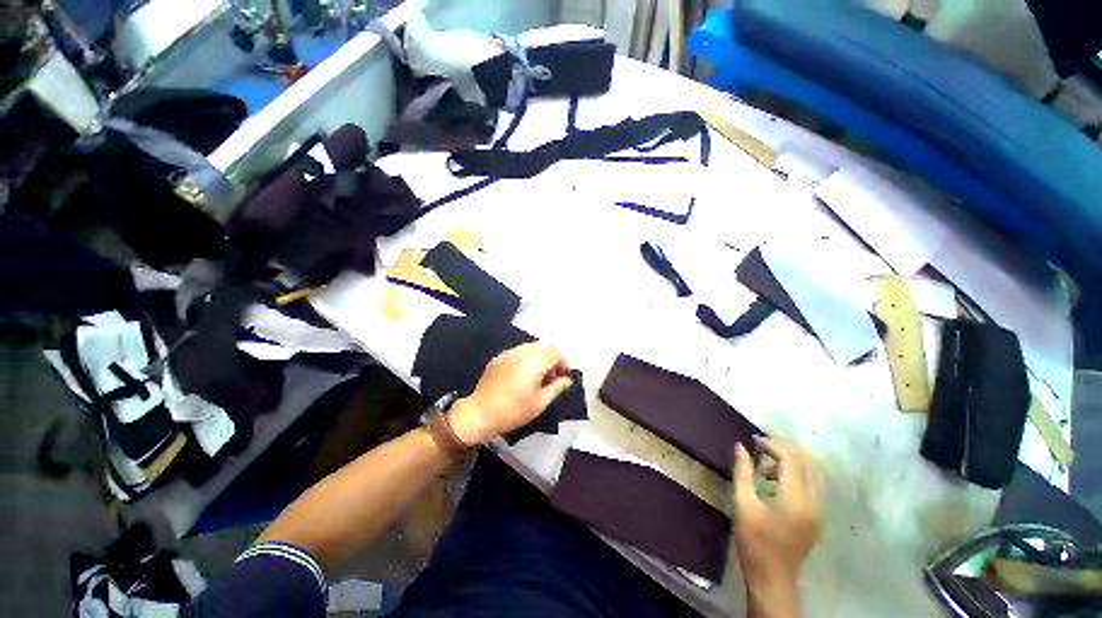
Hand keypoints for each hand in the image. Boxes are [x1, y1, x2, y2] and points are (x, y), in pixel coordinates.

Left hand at [447, 342, 572, 444]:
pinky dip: (526, 358)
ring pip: (531, 347)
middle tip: (551, 377)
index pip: (555, 353)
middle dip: (551, 358)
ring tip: (537, 376)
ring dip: (539, 356)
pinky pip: (518, 351)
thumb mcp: (540, 403)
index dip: (563, 363)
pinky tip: (522, 375)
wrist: (480, 413)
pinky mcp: (499, 357)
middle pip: (544, 347)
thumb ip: (557, 387)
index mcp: (535, 362)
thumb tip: (567, 380)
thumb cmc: (514, 411)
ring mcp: (508, 353)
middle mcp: (522, 352)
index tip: (562, 377)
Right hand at [732, 438, 821, 607]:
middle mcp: (813, 503)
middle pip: (805, 465)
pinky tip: (774, 484)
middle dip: (782, 452)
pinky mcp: (816, 519)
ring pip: (810, 475)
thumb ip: (743, 472)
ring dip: (789, 464)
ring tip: (764, 467)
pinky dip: (795, 477)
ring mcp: (818, 512)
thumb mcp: (743, 504)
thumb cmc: (754, 542)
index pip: (791, 460)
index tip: (753, 440)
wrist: (773, 580)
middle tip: (759, 449)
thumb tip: (740, 447)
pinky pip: (811, 487)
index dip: (772, 446)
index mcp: (796, 499)